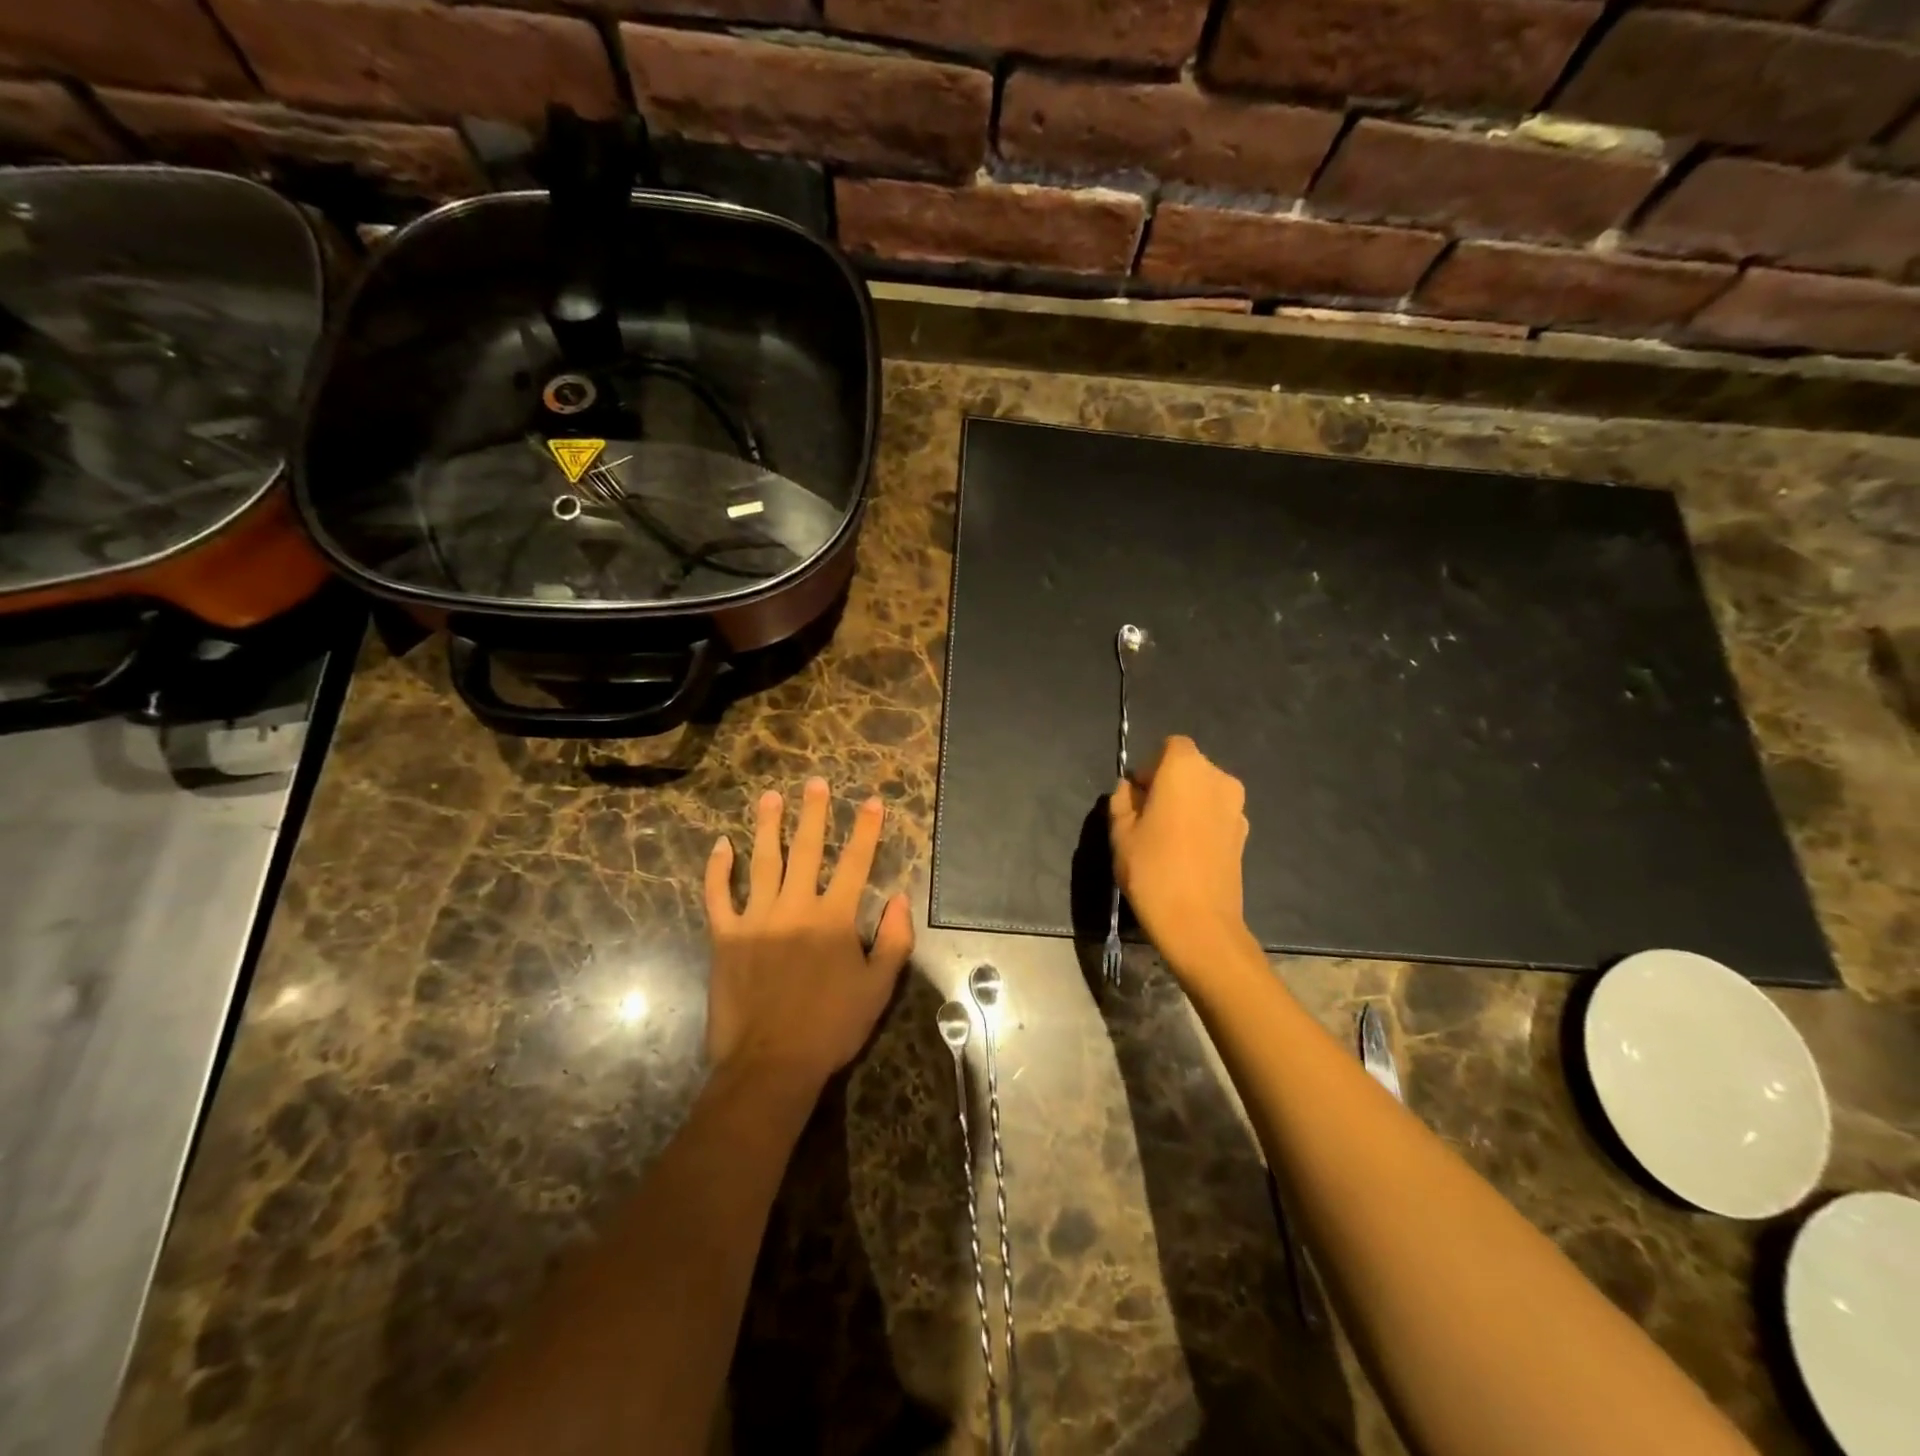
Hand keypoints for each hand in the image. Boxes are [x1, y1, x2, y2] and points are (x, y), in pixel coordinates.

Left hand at [703, 777, 913, 1089]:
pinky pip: (718, 895)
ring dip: (768, 826)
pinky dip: (717, 869)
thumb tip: (901, 898)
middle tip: (814, 783)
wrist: (771, 1064)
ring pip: (762, 861)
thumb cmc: (831, 1027)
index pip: (855, 862)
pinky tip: (722, 845)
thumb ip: (894, 940)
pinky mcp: (724, 936)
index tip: (871, 801)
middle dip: (813, 813)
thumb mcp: (878, 987)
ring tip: (770, 797)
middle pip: (806, 850)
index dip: (866, 829)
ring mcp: (755, 918)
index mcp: (834, 918)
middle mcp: (795, 907)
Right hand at [1109, 735, 1253, 975]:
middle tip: (1147, 817)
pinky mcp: (1244, 834)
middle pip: (1190, 767)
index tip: (1138, 795)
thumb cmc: (1152, 869)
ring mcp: (1236, 807)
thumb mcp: (1121, 833)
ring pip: (1205, 792)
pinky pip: (1217, 814)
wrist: (1199, 923)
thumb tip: (1130, 789)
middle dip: (1169, 783)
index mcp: (1185, 768)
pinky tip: (1186, 853)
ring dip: (1187, 804)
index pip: (1170, 746)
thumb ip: (1122, 801)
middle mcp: (1218, 778)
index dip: (1152, 766)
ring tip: (1167, 838)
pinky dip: (1202, 823)